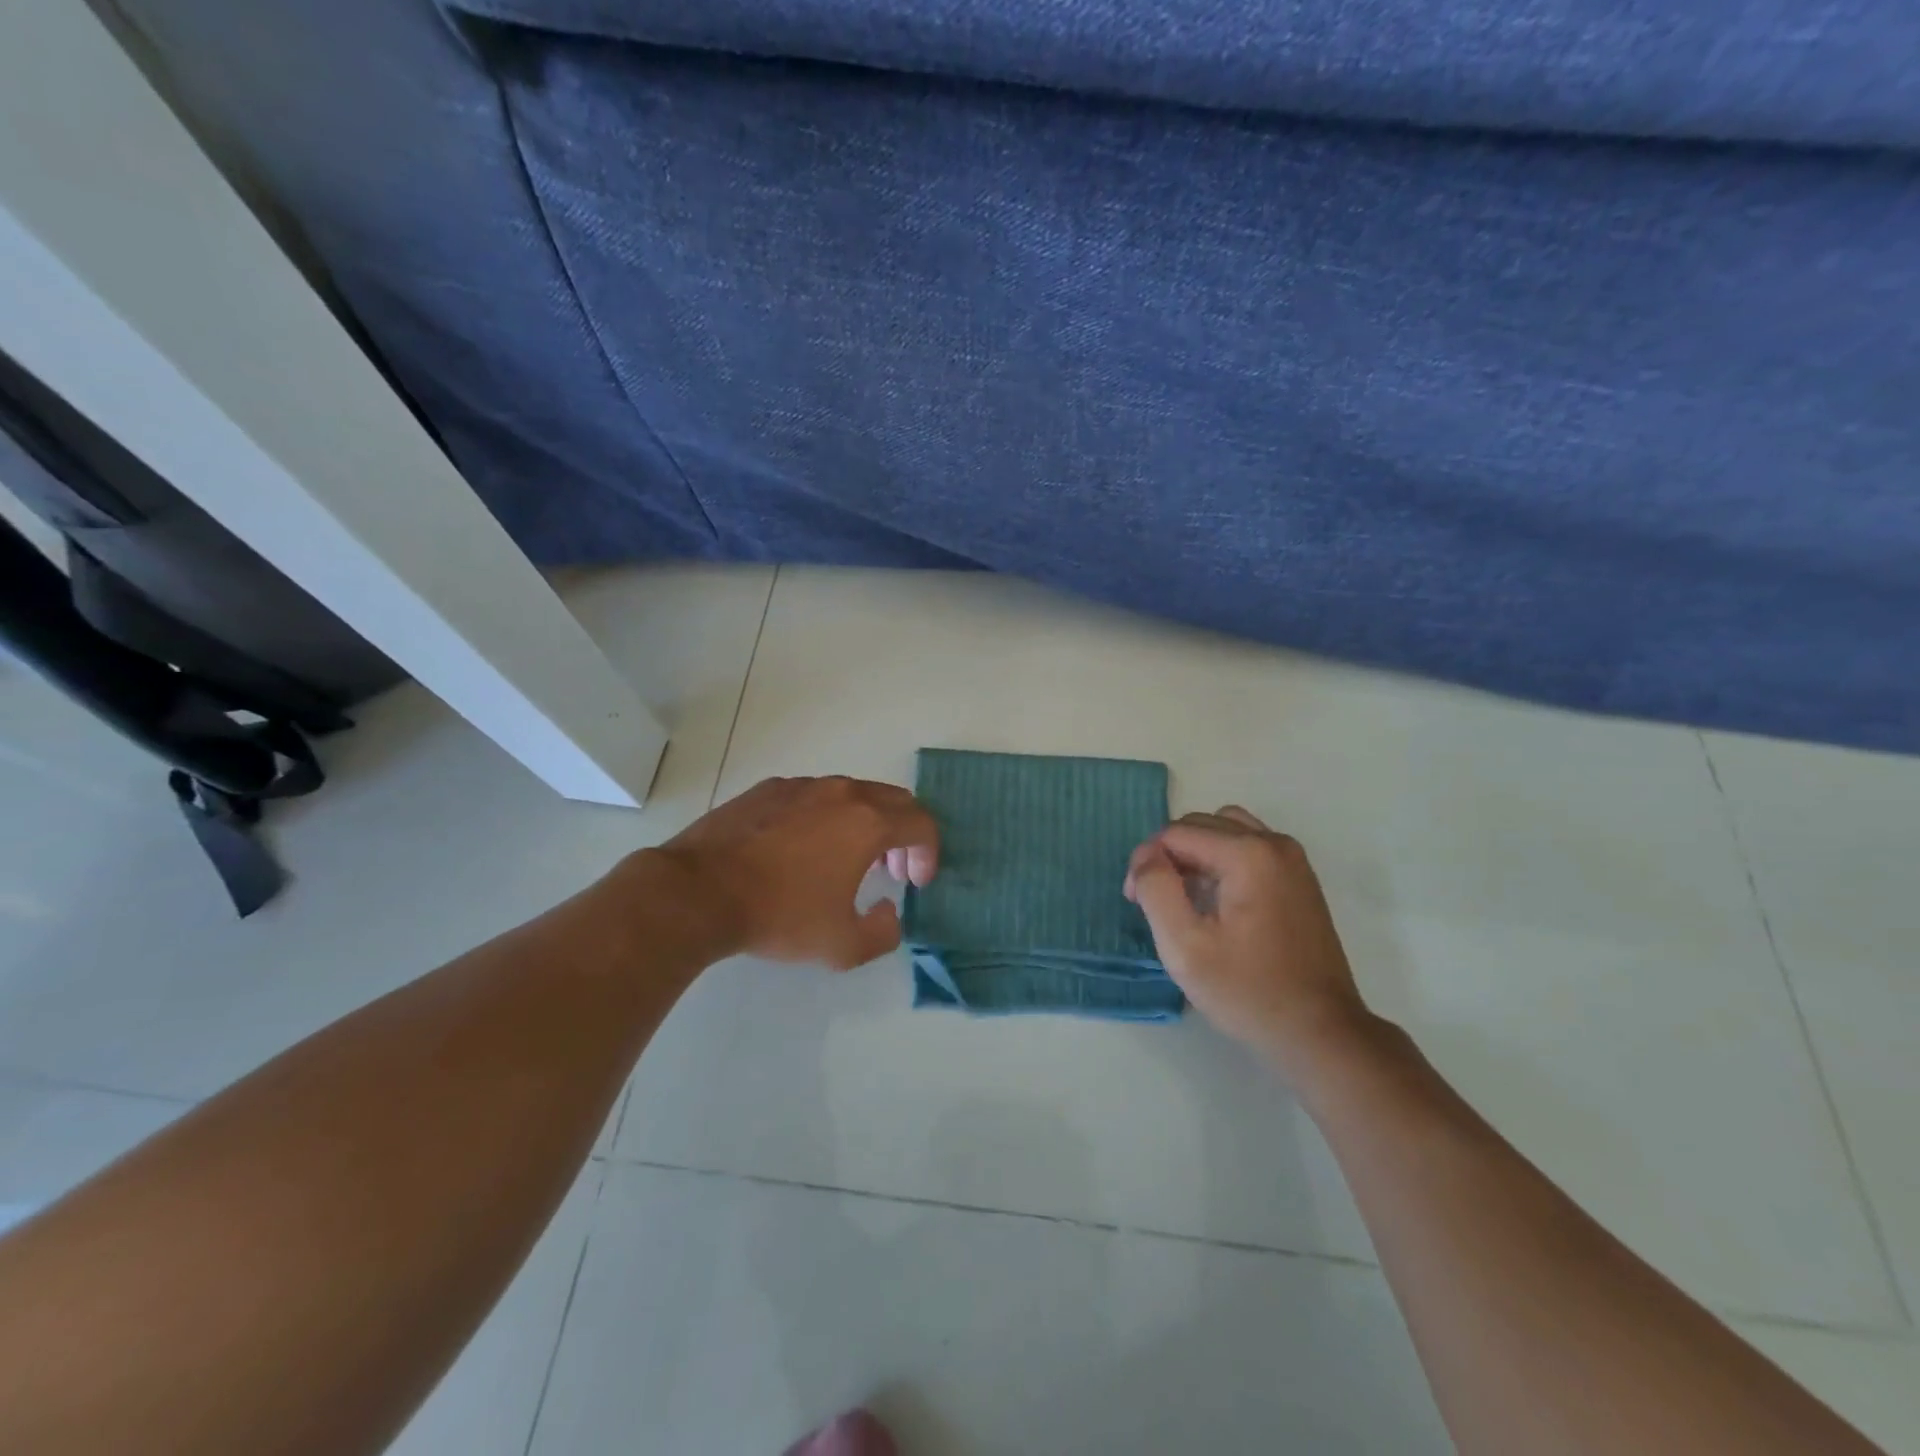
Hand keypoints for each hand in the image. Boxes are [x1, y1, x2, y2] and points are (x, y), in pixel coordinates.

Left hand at [657, 776, 938, 969]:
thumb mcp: (842, 946)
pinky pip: (814, 795)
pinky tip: (803, 849)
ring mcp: (802, 786)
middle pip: (894, 800)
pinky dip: (827, 816)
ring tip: (848, 860)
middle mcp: (841, 793)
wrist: (699, 892)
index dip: (929, 853)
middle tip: (892, 870)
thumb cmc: (779, 916)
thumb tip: (889, 911)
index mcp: (867, 822)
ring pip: (853, 793)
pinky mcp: (768, 789)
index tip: (916, 883)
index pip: (921, 824)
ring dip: (866, 823)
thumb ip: (884, 933)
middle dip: (903, 834)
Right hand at [1125, 806, 1372, 1078]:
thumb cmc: (1248, 992)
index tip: (1137, 904)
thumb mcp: (1184, 946)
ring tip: (1186, 897)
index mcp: (1247, 854)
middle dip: (1169, 855)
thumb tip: (1146, 855)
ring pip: (1225, 830)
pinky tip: (1217, 902)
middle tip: (1156, 903)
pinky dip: (1222, 860)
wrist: (1320, 1033)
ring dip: (1196, 853)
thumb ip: (1155, 889)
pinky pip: (1248, 847)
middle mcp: (1274, 843)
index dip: (1148, 863)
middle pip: (1201, 824)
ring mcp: (1292, 859)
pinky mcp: (1299, 878)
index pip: (1175, 833)